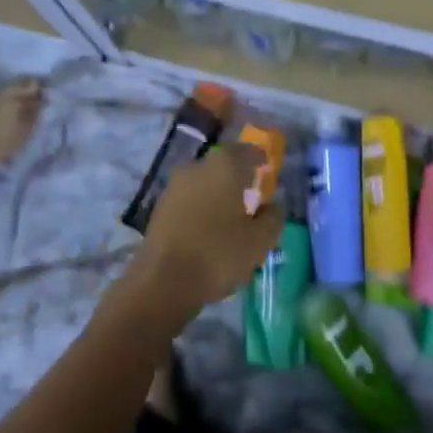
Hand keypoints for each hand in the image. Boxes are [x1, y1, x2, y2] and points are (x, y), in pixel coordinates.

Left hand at [134, 142, 282, 320]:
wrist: (163, 282)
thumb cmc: (219, 254)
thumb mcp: (260, 240)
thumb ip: (273, 217)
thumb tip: (272, 206)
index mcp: (224, 166)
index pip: (247, 151)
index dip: (259, 159)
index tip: (267, 169)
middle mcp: (197, 167)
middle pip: (223, 167)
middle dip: (238, 179)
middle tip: (251, 199)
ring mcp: (174, 187)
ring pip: (204, 185)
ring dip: (217, 196)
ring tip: (230, 221)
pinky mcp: (159, 209)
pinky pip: (189, 202)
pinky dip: (201, 211)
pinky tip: (208, 233)